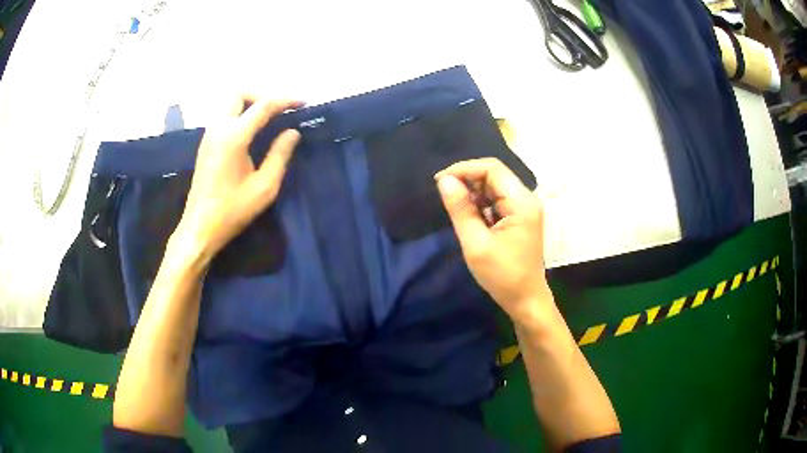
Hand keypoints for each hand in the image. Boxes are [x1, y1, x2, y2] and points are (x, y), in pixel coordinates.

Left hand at [173, 96, 303, 262]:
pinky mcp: (206, 143)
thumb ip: (280, 155)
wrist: (200, 227)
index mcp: (234, 136)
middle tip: (280, 109)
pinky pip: (224, 115)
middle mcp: (218, 128)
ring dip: (250, 103)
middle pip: (239, 93)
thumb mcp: (265, 187)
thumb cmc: (233, 210)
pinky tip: (253, 130)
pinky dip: (241, 113)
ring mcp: (209, 134)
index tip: (303, 103)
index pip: (263, 105)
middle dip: (262, 95)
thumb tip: (293, 132)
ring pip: (230, 102)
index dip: (286, 100)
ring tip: (270, 118)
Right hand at [435, 158, 548, 320]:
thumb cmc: (502, 275)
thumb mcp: (476, 244)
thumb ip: (461, 209)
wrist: (526, 300)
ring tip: (455, 207)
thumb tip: (444, 180)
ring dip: (473, 192)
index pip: (492, 168)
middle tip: (444, 194)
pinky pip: (498, 200)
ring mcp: (525, 208)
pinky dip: (481, 203)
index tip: (440, 181)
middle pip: (494, 175)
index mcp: (522, 202)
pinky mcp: (520, 217)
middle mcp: (527, 199)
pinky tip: (469, 216)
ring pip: (495, 187)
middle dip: (467, 179)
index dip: (464, 169)